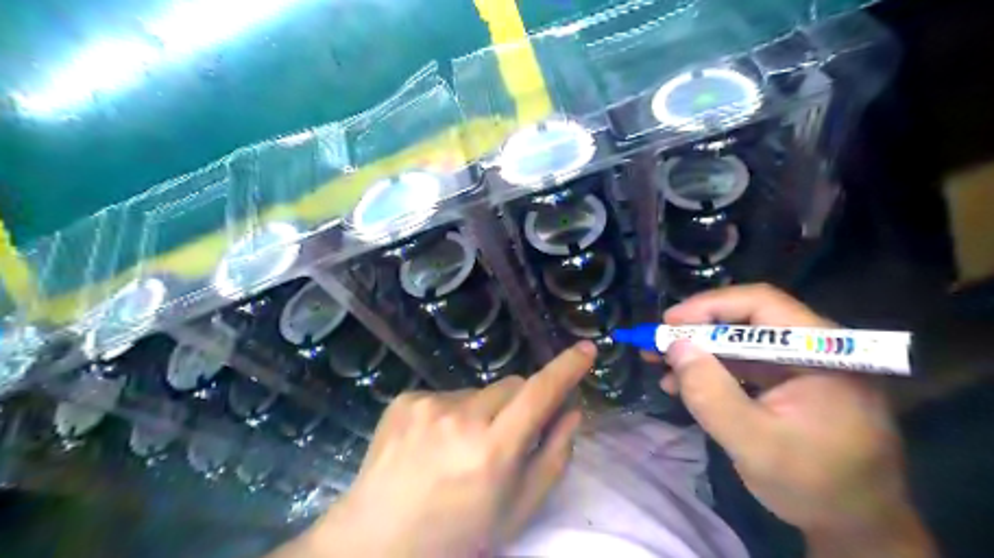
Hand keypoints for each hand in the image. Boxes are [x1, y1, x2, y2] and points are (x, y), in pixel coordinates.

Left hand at [288, 342, 596, 555]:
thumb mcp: (518, 509)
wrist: (378, 538)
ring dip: (483, 412)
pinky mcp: (406, 399)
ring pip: (479, 392)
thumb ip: (554, 457)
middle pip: (512, 386)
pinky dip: (452, 414)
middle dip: (520, 405)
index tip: (586, 349)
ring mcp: (428, 405)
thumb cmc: (458, 533)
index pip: (540, 394)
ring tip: (460, 448)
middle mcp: (460, 418)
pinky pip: (447, 395)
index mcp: (493, 450)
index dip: (567, 369)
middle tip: (505, 439)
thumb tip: (573, 411)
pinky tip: (434, 444)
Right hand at [658, 284, 937, 554]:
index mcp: (824, 351)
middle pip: (747, 319)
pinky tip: (682, 384)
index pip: (761, 304)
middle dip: (696, 331)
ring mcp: (803, 364)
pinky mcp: (791, 382)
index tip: (668, 324)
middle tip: (656, 344)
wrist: (857, 525)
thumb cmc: (815, 486)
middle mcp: (816, 347)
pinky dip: (712, 371)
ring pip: (740, 341)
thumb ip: (711, 395)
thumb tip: (675, 346)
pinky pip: (744, 364)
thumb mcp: (755, 444)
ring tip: (660, 364)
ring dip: (698, 351)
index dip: (709, 306)